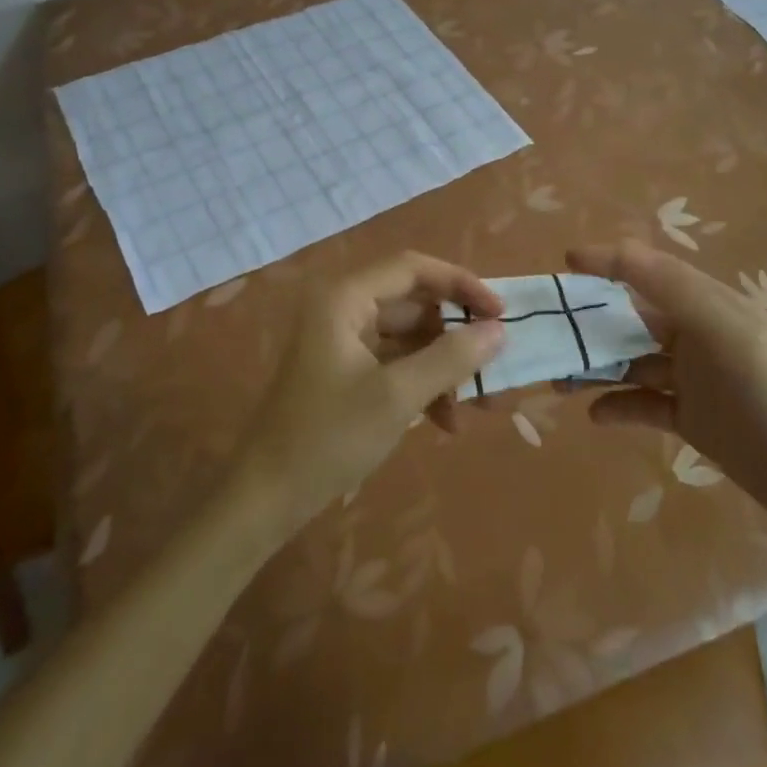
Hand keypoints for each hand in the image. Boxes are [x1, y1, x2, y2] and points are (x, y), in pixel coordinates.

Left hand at [233, 252, 503, 539]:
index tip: (501, 312)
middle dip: (457, 337)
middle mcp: (344, 308)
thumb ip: (451, 358)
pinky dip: (422, 386)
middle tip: (496, 364)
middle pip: (414, 304)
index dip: (461, 284)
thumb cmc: (329, 437)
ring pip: (409, 338)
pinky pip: (396, 364)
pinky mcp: (347, 372)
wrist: (265, 499)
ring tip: (477, 406)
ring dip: (444, 367)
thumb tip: (499, 330)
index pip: (414, 268)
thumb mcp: (397, 397)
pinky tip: (445, 423)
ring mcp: (344, 341)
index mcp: (346, 297)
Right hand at [568, 240, 766, 554]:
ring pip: (632, 361)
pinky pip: (644, 403)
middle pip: (632, 317)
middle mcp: (697, 335)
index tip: (562, 264)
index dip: (606, 263)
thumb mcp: (725, 332)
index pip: (647, 270)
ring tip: (558, 377)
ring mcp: (695, 379)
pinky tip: (595, 415)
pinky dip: (618, 405)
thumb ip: (670, 287)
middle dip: (590, 321)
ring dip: (596, 365)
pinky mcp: (693, 420)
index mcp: (707, 305)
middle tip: (547, 333)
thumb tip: (611, 251)